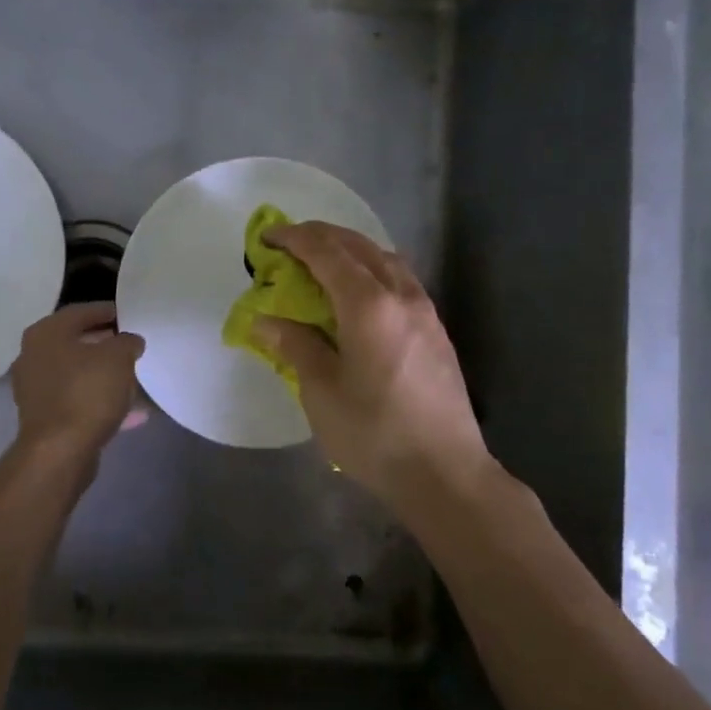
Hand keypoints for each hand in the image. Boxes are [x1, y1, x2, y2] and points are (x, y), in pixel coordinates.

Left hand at [10, 302, 145, 458]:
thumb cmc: (86, 392)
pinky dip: (101, 402)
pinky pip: (78, 401)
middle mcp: (34, 357)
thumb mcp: (118, 358)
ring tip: (133, 377)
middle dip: (105, 344)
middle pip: (75, 343)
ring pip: (77, 374)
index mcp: (46, 334)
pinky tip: (131, 412)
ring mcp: (36, 390)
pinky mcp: (44, 418)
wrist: (59, 451)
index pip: (79, 312)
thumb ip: (127, 342)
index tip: (128, 315)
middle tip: (130, 344)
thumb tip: (129, 341)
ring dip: (103, 375)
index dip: (106, 311)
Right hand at [253, 223, 492, 507]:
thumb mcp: (322, 391)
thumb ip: (296, 345)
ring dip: (350, 250)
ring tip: (322, 264)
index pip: (326, 252)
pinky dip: (372, 270)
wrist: (445, 473)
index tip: (267, 237)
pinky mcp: (436, 330)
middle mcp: (401, 295)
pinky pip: (400, 279)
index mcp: (368, 305)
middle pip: (358, 246)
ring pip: (385, 259)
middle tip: (288, 245)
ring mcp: (425, 311)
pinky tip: (359, 294)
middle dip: (321, 236)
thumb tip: (265, 320)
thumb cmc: (374, 434)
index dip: (294, 238)